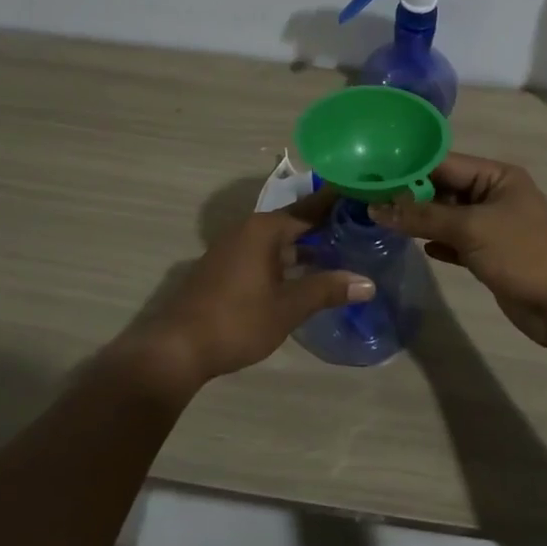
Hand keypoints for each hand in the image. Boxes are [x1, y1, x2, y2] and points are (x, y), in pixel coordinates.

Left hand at [124, 189, 374, 385]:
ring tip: (341, 253)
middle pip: (294, 223)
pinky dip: (287, 259)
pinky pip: (264, 254)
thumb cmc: (237, 321)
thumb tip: (368, 283)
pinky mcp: (224, 268)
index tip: (363, 198)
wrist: (177, 347)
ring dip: (305, 247)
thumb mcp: (288, 307)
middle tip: (361, 229)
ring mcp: (232, 249)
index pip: (310, 209)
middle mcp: (247, 230)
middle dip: (325, 227)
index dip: (337, 204)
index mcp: (264, 229)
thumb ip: (327, 290)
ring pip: (278, 241)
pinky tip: (304, 276)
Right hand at [373, 154, 546, 349]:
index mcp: (496, 176)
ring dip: (418, 220)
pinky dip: (435, 242)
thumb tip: (376, 208)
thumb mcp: (471, 229)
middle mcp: (493, 195)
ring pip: (446, 217)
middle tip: (365, 197)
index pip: (443, 162)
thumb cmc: (524, 254)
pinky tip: (411, 245)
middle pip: (442, 188)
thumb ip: (422, 217)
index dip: (407, 167)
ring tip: (377, 219)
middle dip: (408, 195)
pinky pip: (454, 242)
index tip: (368, 172)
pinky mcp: (488, 255)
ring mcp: (491, 226)